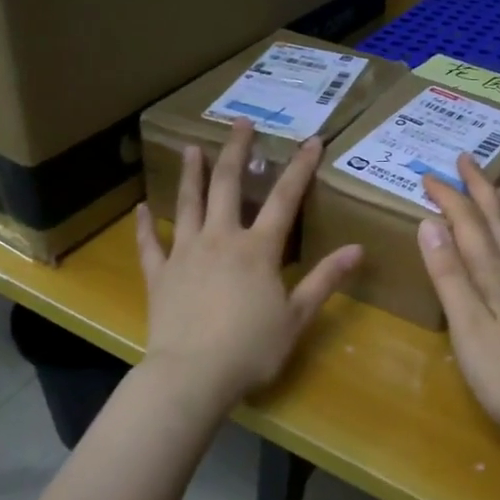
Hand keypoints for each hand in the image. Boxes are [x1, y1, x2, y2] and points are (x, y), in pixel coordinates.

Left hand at [136, 117, 361, 412]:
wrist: (192, 376)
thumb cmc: (251, 349)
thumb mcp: (297, 317)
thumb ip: (325, 280)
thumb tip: (358, 249)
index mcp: (257, 250)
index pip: (285, 199)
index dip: (300, 168)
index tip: (312, 140)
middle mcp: (220, 239)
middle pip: (228, 186)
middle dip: (237, 151)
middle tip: (240, 123)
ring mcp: (185, 254)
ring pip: (188, 204)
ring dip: (191, 174)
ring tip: (192, 148)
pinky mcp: (160, 275)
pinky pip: (150, 245)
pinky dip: (145, 226)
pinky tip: (141, 208)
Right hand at [417, 155, 499, 454]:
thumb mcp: (467, 324)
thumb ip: (448, 274)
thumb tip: (429, 223)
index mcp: (494, 274)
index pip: (467, 223)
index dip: (449, 197)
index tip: (427, 174)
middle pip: (497, 220)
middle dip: (479, 187)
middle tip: (466, 159)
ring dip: (499, 206)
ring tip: (494, 187)